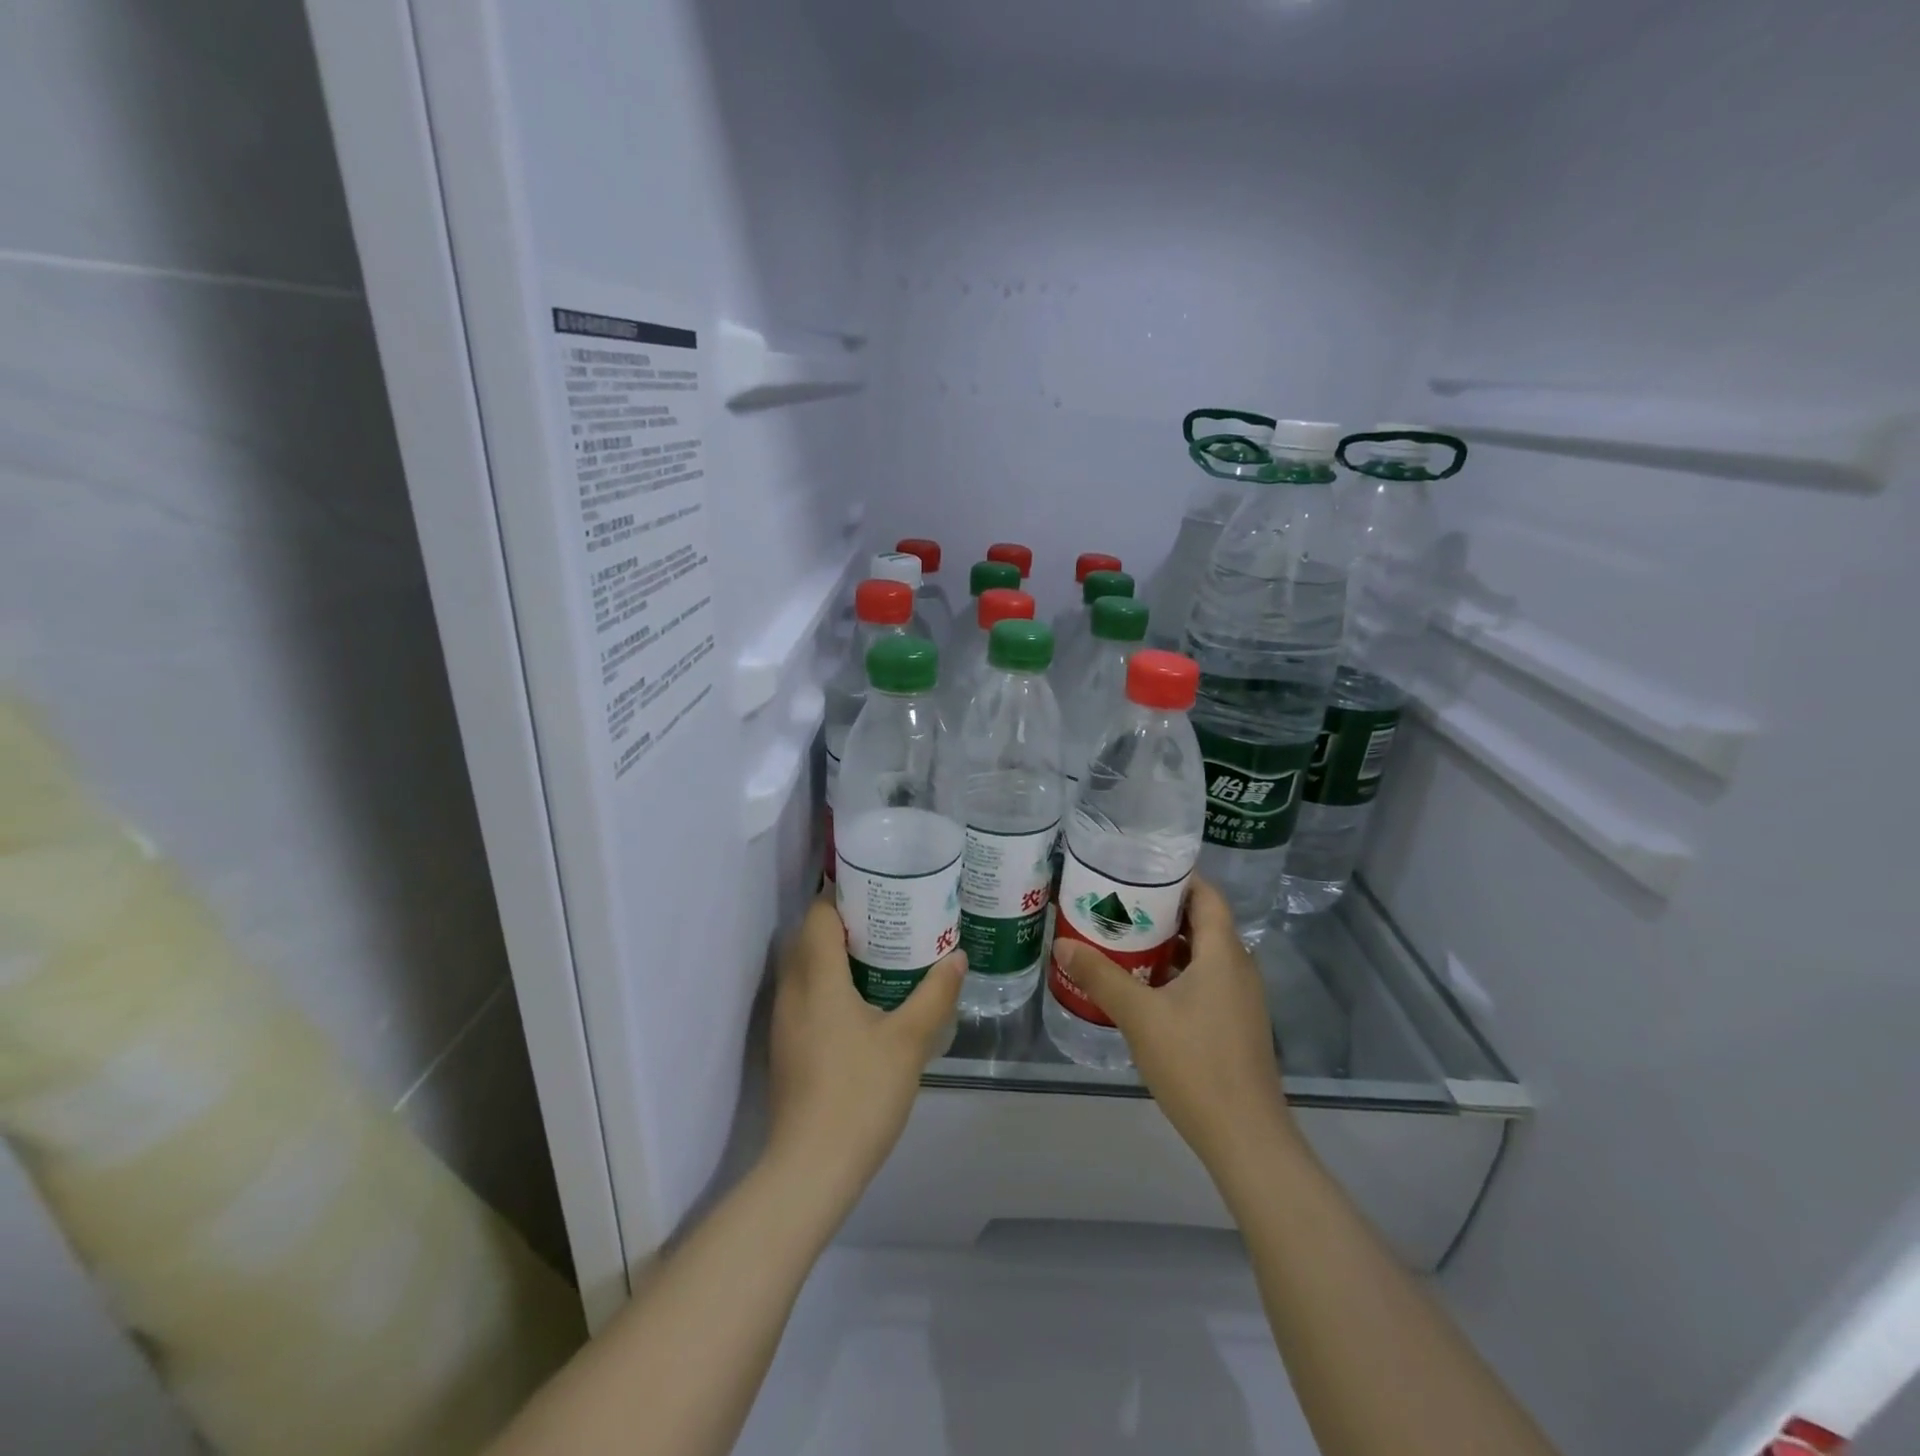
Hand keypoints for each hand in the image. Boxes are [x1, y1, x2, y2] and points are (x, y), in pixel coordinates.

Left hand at [765, 896, 964, 1211]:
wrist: (811, 1169)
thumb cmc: (860, 1093)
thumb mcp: (909, 1041)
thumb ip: (935, 994)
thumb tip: (957, 958)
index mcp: (817, 979)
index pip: (817, 916)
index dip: (840, 894)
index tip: (876, 886)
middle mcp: (793, 992)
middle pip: (807, 938)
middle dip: (841, 921)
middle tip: (886, 917)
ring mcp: (784, 1022)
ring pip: (803, 968)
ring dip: (832, 953)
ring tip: (879, 952)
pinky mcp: (786, 1048)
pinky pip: (804, 995)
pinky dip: (827, 982)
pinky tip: (861, 1000)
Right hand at [1050, 878, 1300, 1176]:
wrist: (1246, 1138)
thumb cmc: (1195, 1064)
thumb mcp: (1139, 1016)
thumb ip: (1101, 976)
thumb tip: (1062, 943)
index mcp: (1223, 953)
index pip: (1206, 895)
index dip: (1176, 876)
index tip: (1137, 869)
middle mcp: (1238, 967)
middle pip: (1202, 922)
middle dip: (1161, 909)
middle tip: (1117, 902)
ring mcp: (1240, 999)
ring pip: (1201, 954)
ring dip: (1165, 944)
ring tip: (1121, 938)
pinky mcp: (1235, 1024)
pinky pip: (1204, 981)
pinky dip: (1175, 973)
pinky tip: (1142, 986)